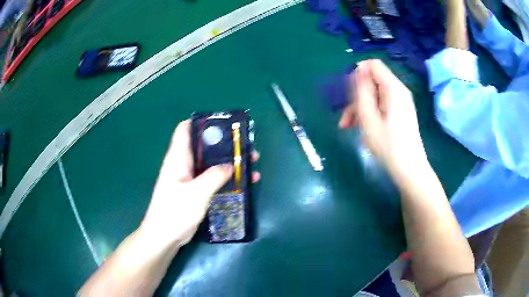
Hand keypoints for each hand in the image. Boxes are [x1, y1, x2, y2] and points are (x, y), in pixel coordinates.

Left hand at [139, 120, 259, 247]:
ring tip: (252, 162)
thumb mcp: (196, 193)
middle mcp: (183, 164)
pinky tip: (245, 182)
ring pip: (211, 163)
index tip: (224, 125)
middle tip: (246, 146)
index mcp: (178, 158)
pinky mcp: (196, 191)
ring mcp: (190, 179)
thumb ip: (214, 176)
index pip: (185, 129)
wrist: (164, 237)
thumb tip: (231, 165)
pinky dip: (227, 178)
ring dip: (230, 161)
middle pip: (204, 146)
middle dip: (225, 144)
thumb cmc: (175, 212)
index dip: (202, 123)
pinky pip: (213, 179)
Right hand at [339, 59, 427, 178]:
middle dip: (355, 96)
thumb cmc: (389, 146)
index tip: (346, 92)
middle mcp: (398, 91)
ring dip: (359, 107)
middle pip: (372, 82)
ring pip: (374, 95)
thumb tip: (357, 70)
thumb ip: (361, 91)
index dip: (357, 73)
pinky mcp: (399, 112)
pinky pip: (380, 105)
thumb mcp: (369, 118)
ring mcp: (399, 102)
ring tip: (347, 127)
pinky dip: (368, 113)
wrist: (409, 170)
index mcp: (393, 88)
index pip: (373, 65)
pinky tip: (359, 128)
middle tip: (344, 117)